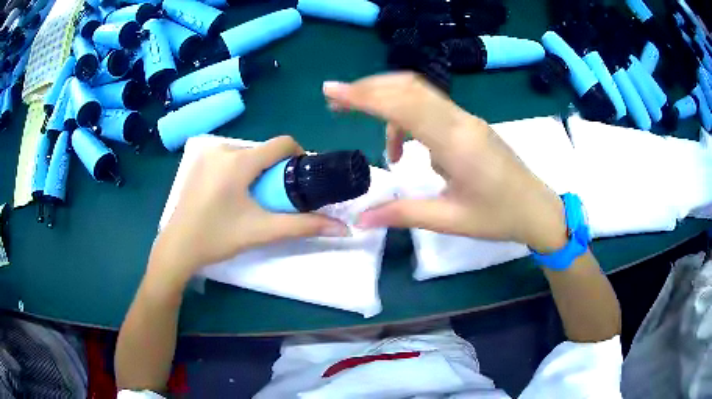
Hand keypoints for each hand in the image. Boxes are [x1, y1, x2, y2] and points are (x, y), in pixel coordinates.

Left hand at [149, 136, 348, 285]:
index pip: (282, 143)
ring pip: (246, 153)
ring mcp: (207, 154)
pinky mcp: (198, 162)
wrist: (178, 246)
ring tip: (254, 198)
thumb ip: (303, 226)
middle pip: (263, 150)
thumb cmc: (218, 237)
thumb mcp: (262, 231)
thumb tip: (343, 229)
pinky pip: (229, 158)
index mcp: (239, 161)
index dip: (299, 156)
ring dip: (257, 170)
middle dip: (275, 169)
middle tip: (275, 196)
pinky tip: (232, 194)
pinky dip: (239, 170)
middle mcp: (223, 149)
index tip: (301, 177)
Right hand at [324, 73, 566, 251]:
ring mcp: (467, 119)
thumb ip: (403, 214)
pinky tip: (403, 147)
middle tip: (337, 101)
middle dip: (368, 89)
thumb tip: (361, 219)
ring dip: (387, 100)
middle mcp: (460, 121)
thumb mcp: (450, 220)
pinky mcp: (469, 124)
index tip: (331, 91)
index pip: (403, 105)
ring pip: (419, 93)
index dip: (364, 95)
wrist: (538, 209)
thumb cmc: (499, 217)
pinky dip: (406, 117)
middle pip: (408, 87)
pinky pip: (431, 108)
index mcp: (456, 143)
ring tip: (364, 122)